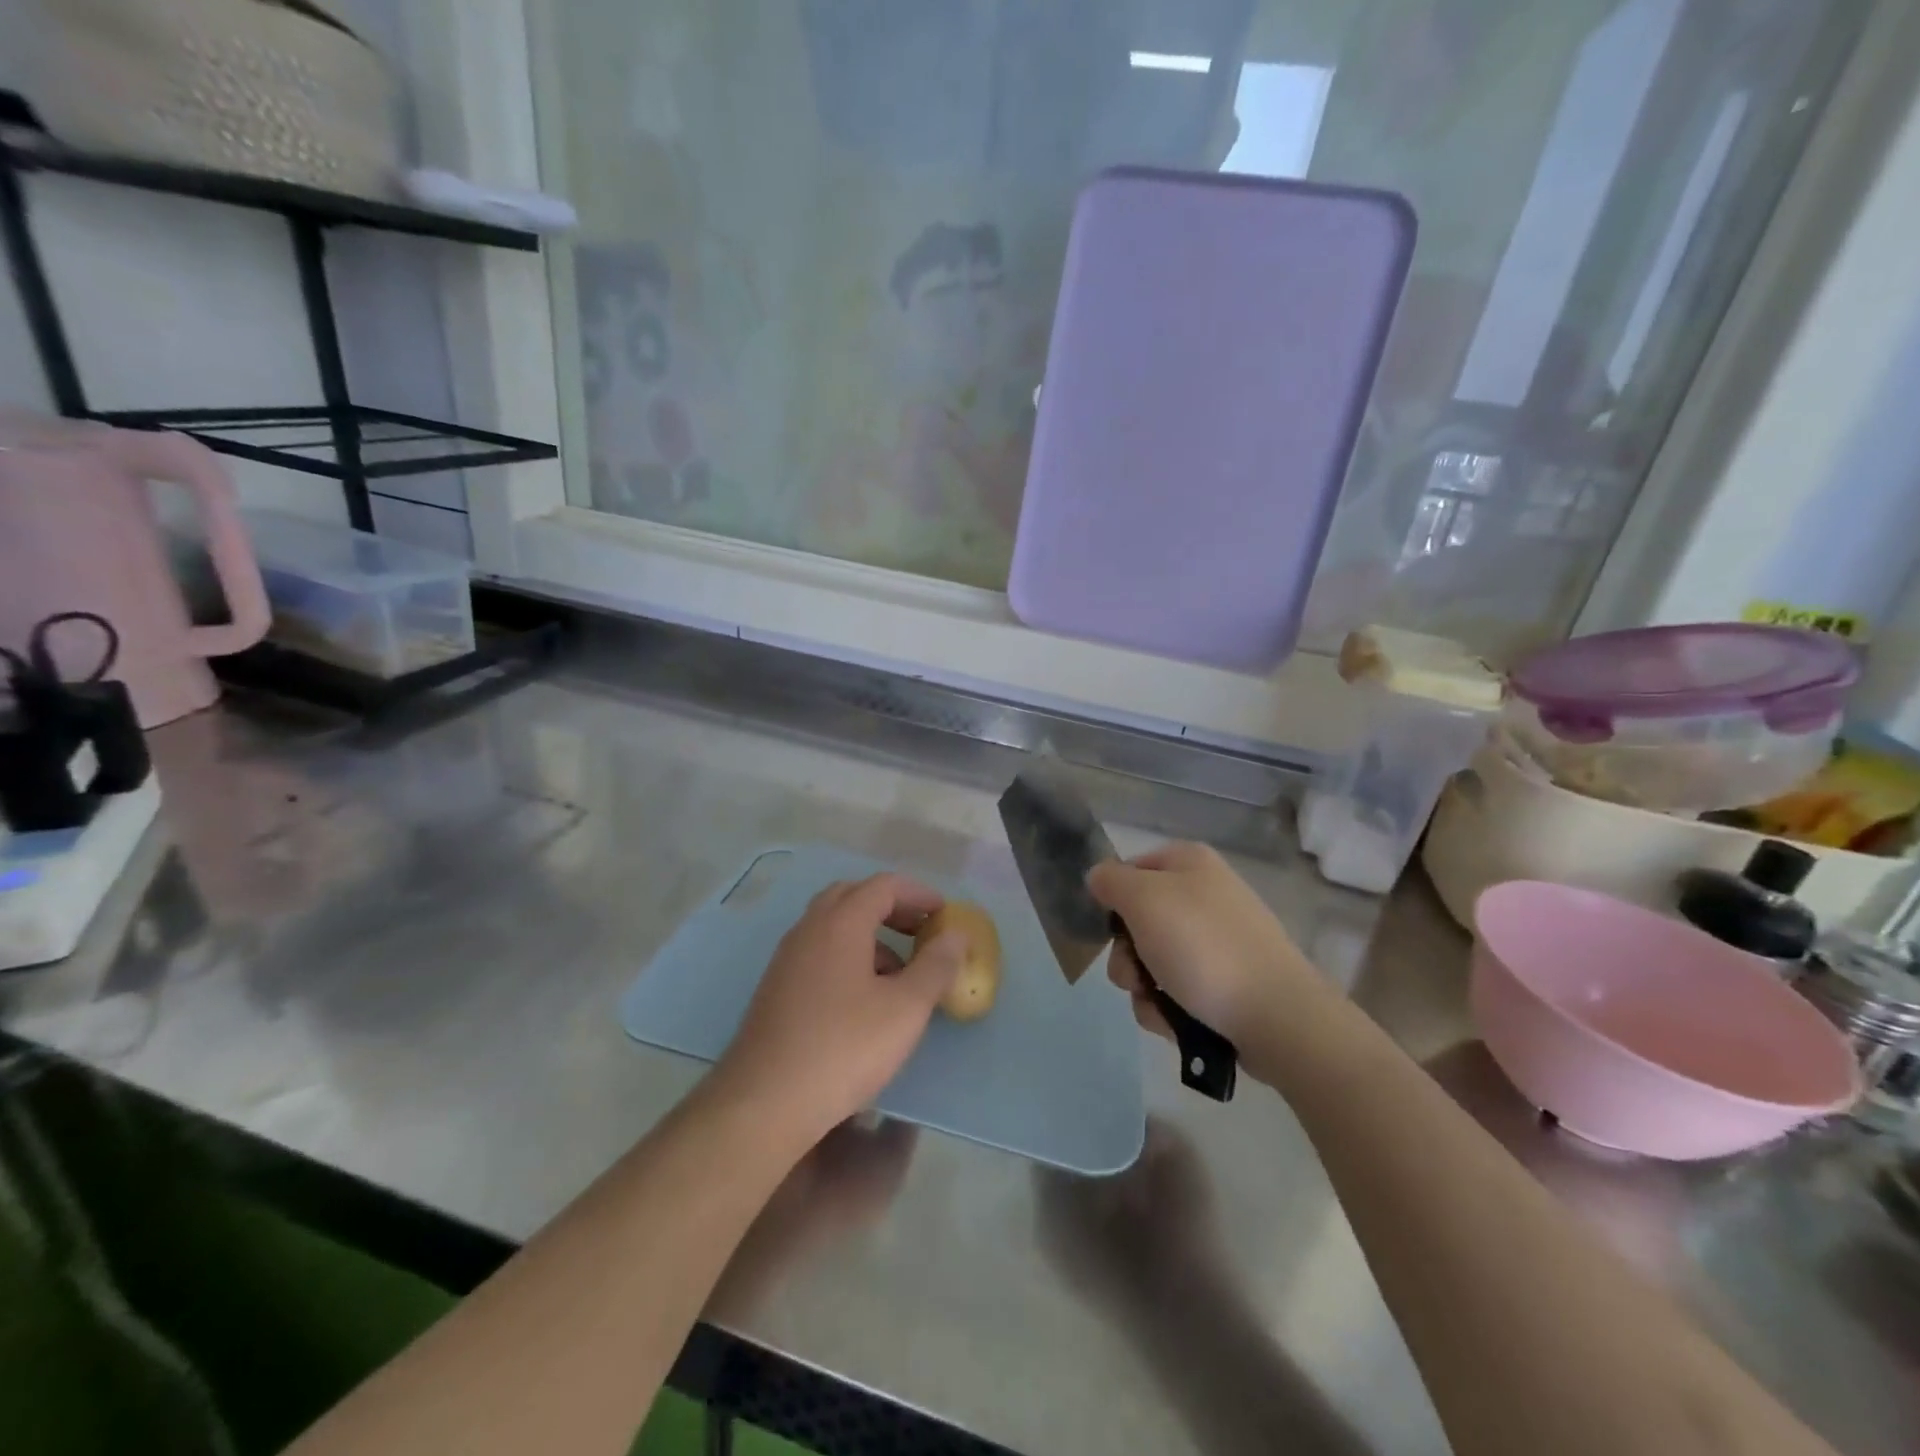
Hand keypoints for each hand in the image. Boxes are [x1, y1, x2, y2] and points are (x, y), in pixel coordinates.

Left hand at [714, 874, 963, 1142]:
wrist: (764, 1102)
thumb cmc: (844, 1048)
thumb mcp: (905, 1009)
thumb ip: (935, 967)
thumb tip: (956, 935)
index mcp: (840, 923)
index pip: (883, 885)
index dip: (918, 894)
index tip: (944, 914)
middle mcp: (809, 930)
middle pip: (852, 896)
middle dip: (891, 907)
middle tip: (920, 930)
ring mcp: (787, 959)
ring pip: (833, 926)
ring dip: (869, 934)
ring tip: (899, 971)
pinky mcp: (777, 988)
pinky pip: (819, 952)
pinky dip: (848, 956)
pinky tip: (864, 999)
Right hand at [1088, 843, 1329, 1064]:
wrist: (1277, 1016)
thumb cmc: (1203, 947)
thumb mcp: (1143, 899)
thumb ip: (1110, 881)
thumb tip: (1098, 878)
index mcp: (1188, 863)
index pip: (1128, 870)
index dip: (1113, 900)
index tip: (1111, 929)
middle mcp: (1204, 895)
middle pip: (1137, 921)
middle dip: (1126, 955)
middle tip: (1134, 974)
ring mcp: (1218, 941)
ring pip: (1152, 961)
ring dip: (1143, 987)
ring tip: (1160, 1004)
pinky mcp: (1227, 983)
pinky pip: (1177, 990)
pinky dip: (1168, 1007)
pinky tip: (1177, 1022)